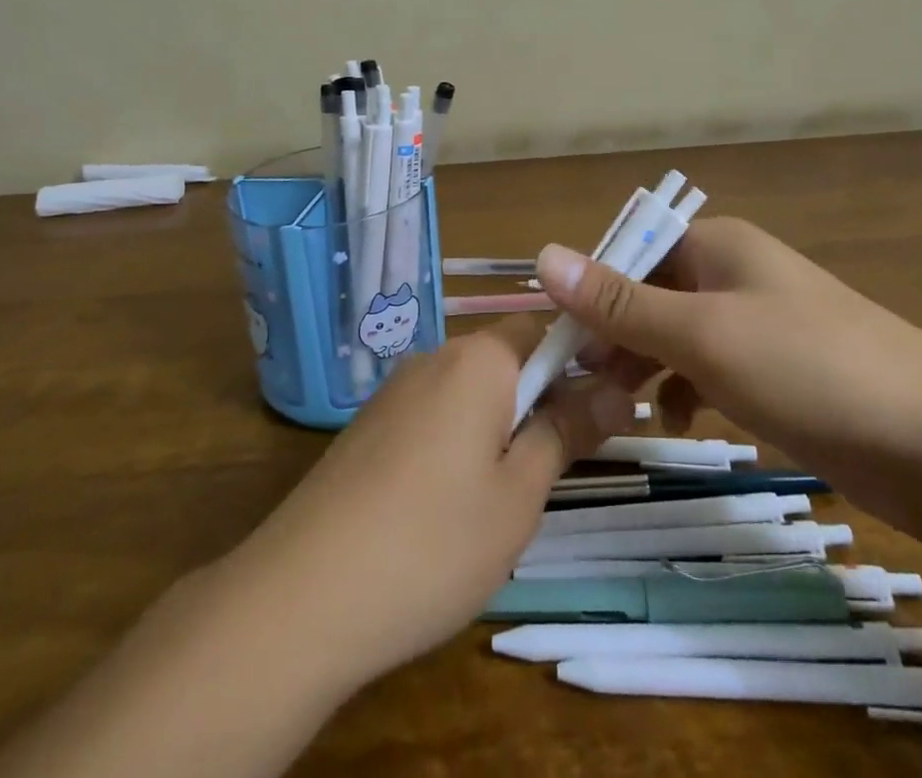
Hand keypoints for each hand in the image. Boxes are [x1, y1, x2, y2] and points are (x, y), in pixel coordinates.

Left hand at [229, 319, 634, 692]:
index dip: (582, 359)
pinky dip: (460, 440)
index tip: (608, 405)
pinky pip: (435, 414)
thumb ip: (567, 432)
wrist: (304, 594)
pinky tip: (453, 505)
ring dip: (502, 423)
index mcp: (479, 359)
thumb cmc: (434, 541)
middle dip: (543, 397)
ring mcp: (396, 390)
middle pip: (507, 358)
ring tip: (512, 494)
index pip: (545, 327)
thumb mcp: (519, 494)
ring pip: (471, 390)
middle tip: (565, 461)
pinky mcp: (371, 426)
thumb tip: (618, 390)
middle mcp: (435, 356)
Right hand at [537, 219, 921, 536]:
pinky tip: (680, 422)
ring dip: (646, 365)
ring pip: (678, 335)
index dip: (589, 294)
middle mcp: (734, 273)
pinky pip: (712, 368)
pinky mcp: (781, 370)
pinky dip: (688, 389)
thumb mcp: (703, 334)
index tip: (559, 345)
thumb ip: (620, 300)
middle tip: (581, 386)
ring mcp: (760, 322)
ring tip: (617, 407)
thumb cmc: (810, 369)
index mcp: (716, 245)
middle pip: (650, 294)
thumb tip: (542, 254)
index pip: (629, 255)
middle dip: (614, 336)